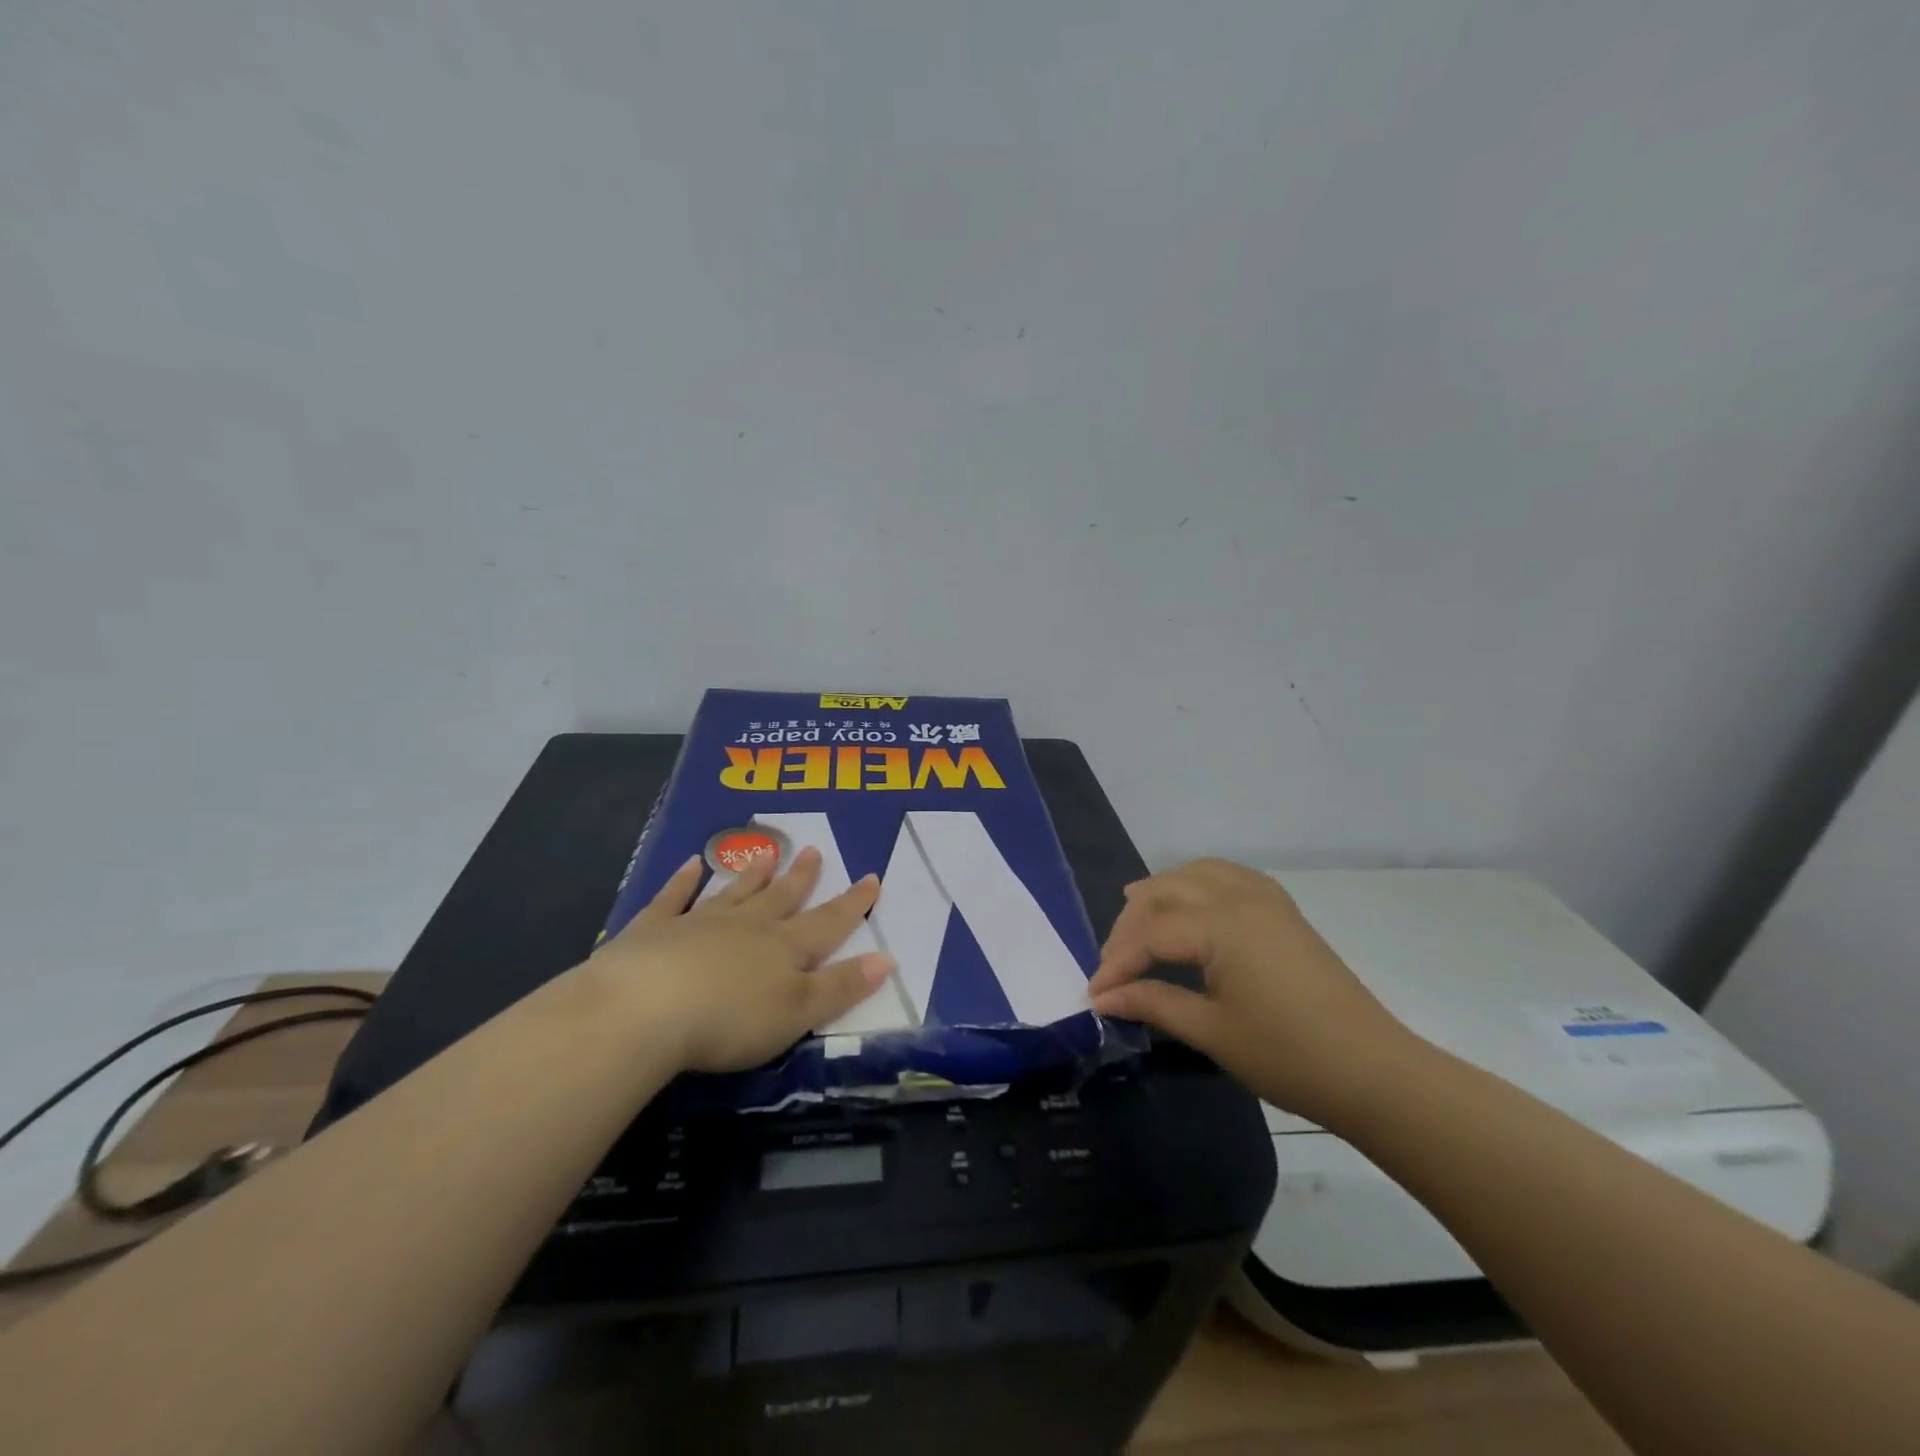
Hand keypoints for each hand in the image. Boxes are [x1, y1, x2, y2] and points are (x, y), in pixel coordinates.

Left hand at [581, 846, 893, 1073]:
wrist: (645, 1009)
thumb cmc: (730, 1019)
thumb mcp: (798, 1012)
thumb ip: (842, 987)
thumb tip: (887, 958)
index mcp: (783, 948)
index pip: (828, 923)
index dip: (853, 904)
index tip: (871, 878)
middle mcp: (746, 927)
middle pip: (781, 898)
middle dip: (801, 878)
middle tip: (814, 851)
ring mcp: (698, 923)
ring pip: (733, 892)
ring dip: (752, 875)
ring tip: (766, 854)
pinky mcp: (654, 931)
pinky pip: (673, 899)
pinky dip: (682, 882)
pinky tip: (689, 865)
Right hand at [1087, 858, 1414, 1124]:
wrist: (1373, 1071)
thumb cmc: (1288, 1055)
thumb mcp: (1211, 1031)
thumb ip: (1153, 1003)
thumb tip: (1104, 997)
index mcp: (1221, 925)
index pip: (1151, 933)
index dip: (1117, 963)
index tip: (1094, 994)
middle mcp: (1240, 897)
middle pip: (1166, 892)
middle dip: (1131, 925)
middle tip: (1112, 965)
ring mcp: (1266, 899)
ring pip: (1197, 872)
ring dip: (1162, 892)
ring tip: (1136, 916)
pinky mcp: (1283, 910)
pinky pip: (1229, 876)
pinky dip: (1198, 883)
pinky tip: (1191, 906)